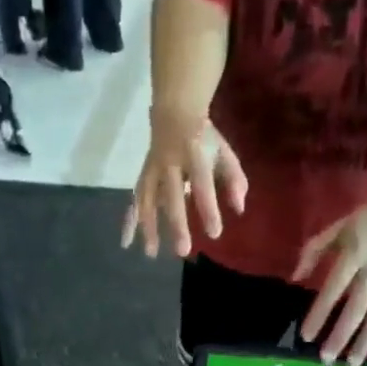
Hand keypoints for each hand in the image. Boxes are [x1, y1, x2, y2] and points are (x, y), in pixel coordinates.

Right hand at [122, 107, 247, 258]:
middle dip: (176, 224)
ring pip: (148, 200)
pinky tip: (126, 243)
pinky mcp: (143, 177)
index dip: (207, 209)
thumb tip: (239, 209)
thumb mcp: (223, 152)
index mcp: (193, 154)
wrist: (174, 112)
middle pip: (172, 197)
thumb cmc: (204, 138)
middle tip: (182, 251)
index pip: (201, 184)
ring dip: (148, 227)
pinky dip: (129, 222)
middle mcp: (169, 163)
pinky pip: (134, 200)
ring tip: (152, 253)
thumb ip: (234, 179)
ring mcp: (153, 170)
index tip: (214, 233)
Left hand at [293, 199, 366, 365]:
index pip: (333, 290)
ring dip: (365, 343)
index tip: (306, 336)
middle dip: (341, 337)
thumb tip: (295, 278)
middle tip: (326, 359)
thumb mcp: (339, 227)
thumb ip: (314, 250)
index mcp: (354, 257)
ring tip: (351, 364)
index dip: (319, 314)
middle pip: (356, 311)